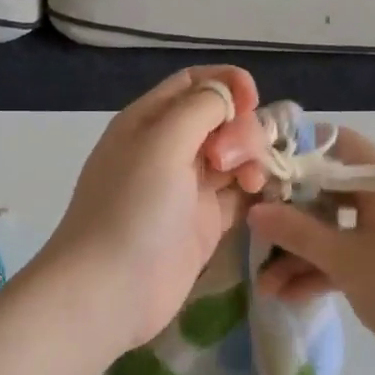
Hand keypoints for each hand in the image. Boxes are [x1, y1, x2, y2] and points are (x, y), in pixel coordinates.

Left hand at [40, 66, 270, 351]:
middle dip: (241, 130)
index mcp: (148, 121)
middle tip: (235, 161)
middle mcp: (168, 150)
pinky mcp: (204, 224)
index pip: (194, 84)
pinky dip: (255, 190)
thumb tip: (230, 93)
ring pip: (233, 157)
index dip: (227, 85)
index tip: (253, 101)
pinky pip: (238, 195)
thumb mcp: (162, 142)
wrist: (110, 290)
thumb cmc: (132, 208)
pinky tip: (263, 195)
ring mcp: (187, 189)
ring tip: (252, 183)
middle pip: (220, 120)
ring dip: (252, 160)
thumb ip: (200, 107)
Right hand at [247, 126, 374, 374]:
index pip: (339, 145)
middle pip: (328, 194)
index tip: (261, 167)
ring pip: (333, 233)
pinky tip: (286, 296)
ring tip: (263, 284)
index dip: (300, 150)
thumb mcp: (345, 257)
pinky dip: (319, 273)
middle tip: (253, 232)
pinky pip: (344, 260)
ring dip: (298, 255)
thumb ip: (297, 232)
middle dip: (289, 216)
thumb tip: (255, 210)